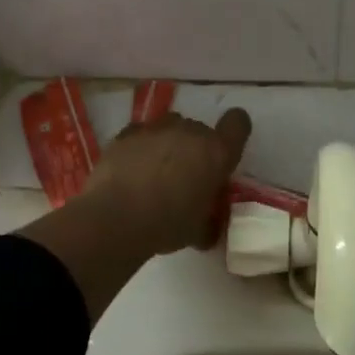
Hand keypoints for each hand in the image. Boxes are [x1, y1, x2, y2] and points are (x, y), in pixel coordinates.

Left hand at [79, 108, 251, 256]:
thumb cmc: (167, 225)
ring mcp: (156, 128)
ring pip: (170, 128)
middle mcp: (190, 131)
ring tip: (154, 173)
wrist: (116, 217)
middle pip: (200, 131)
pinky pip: (142, 134)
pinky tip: (130, 170)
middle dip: (195, 150)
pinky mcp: (128, 132)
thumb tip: (208, 229)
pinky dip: (140, 147)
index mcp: (216, 153)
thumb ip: (209, 222)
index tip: (225, 152)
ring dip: (168, 145)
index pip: (238, 123)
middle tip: (184, 178)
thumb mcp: (198, 231)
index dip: (234, 134)